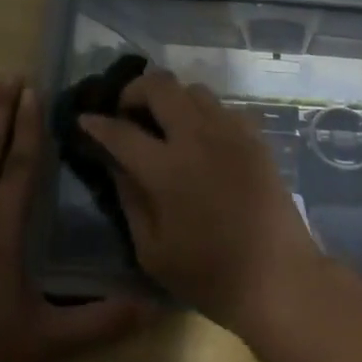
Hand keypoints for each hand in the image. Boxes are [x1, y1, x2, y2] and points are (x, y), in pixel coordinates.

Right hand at [78, 69, 321, 331]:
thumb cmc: (208, 274)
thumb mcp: (152, 250)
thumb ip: (130, 199)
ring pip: (194, 89)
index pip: (121, 131)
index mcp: (167, 168)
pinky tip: (202, 140)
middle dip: (133, 91)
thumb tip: (115, 163)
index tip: (84, 121)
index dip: (97, 124)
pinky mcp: (256, 138)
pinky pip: (223, 108)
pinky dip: (204, 114)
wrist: (277, 276)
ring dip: (171, 99)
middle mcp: (198, 137)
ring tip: (164, 125)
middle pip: (160, 85)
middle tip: (126, 114)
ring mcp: (231, 133)